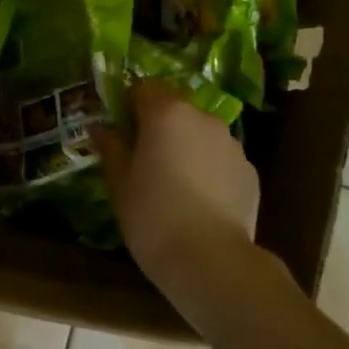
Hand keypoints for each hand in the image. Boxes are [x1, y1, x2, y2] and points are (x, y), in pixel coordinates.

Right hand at [99, 80, 259, 289]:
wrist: (211, 261)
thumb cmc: (153, 216)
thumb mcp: (120, 182)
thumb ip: (111, 147)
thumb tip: (99, 127)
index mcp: (166, 114)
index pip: (143, 87)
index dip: (128, 103)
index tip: (120, 129)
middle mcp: (202, 118)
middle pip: (175, 108)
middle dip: (158, 125)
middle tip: (143, 158)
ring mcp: (231, 144)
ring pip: (199, 133)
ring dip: (185, 146)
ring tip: (173, 184)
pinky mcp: (249, 171)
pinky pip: (220, 159)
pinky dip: (207, 169)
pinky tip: (198, 201)